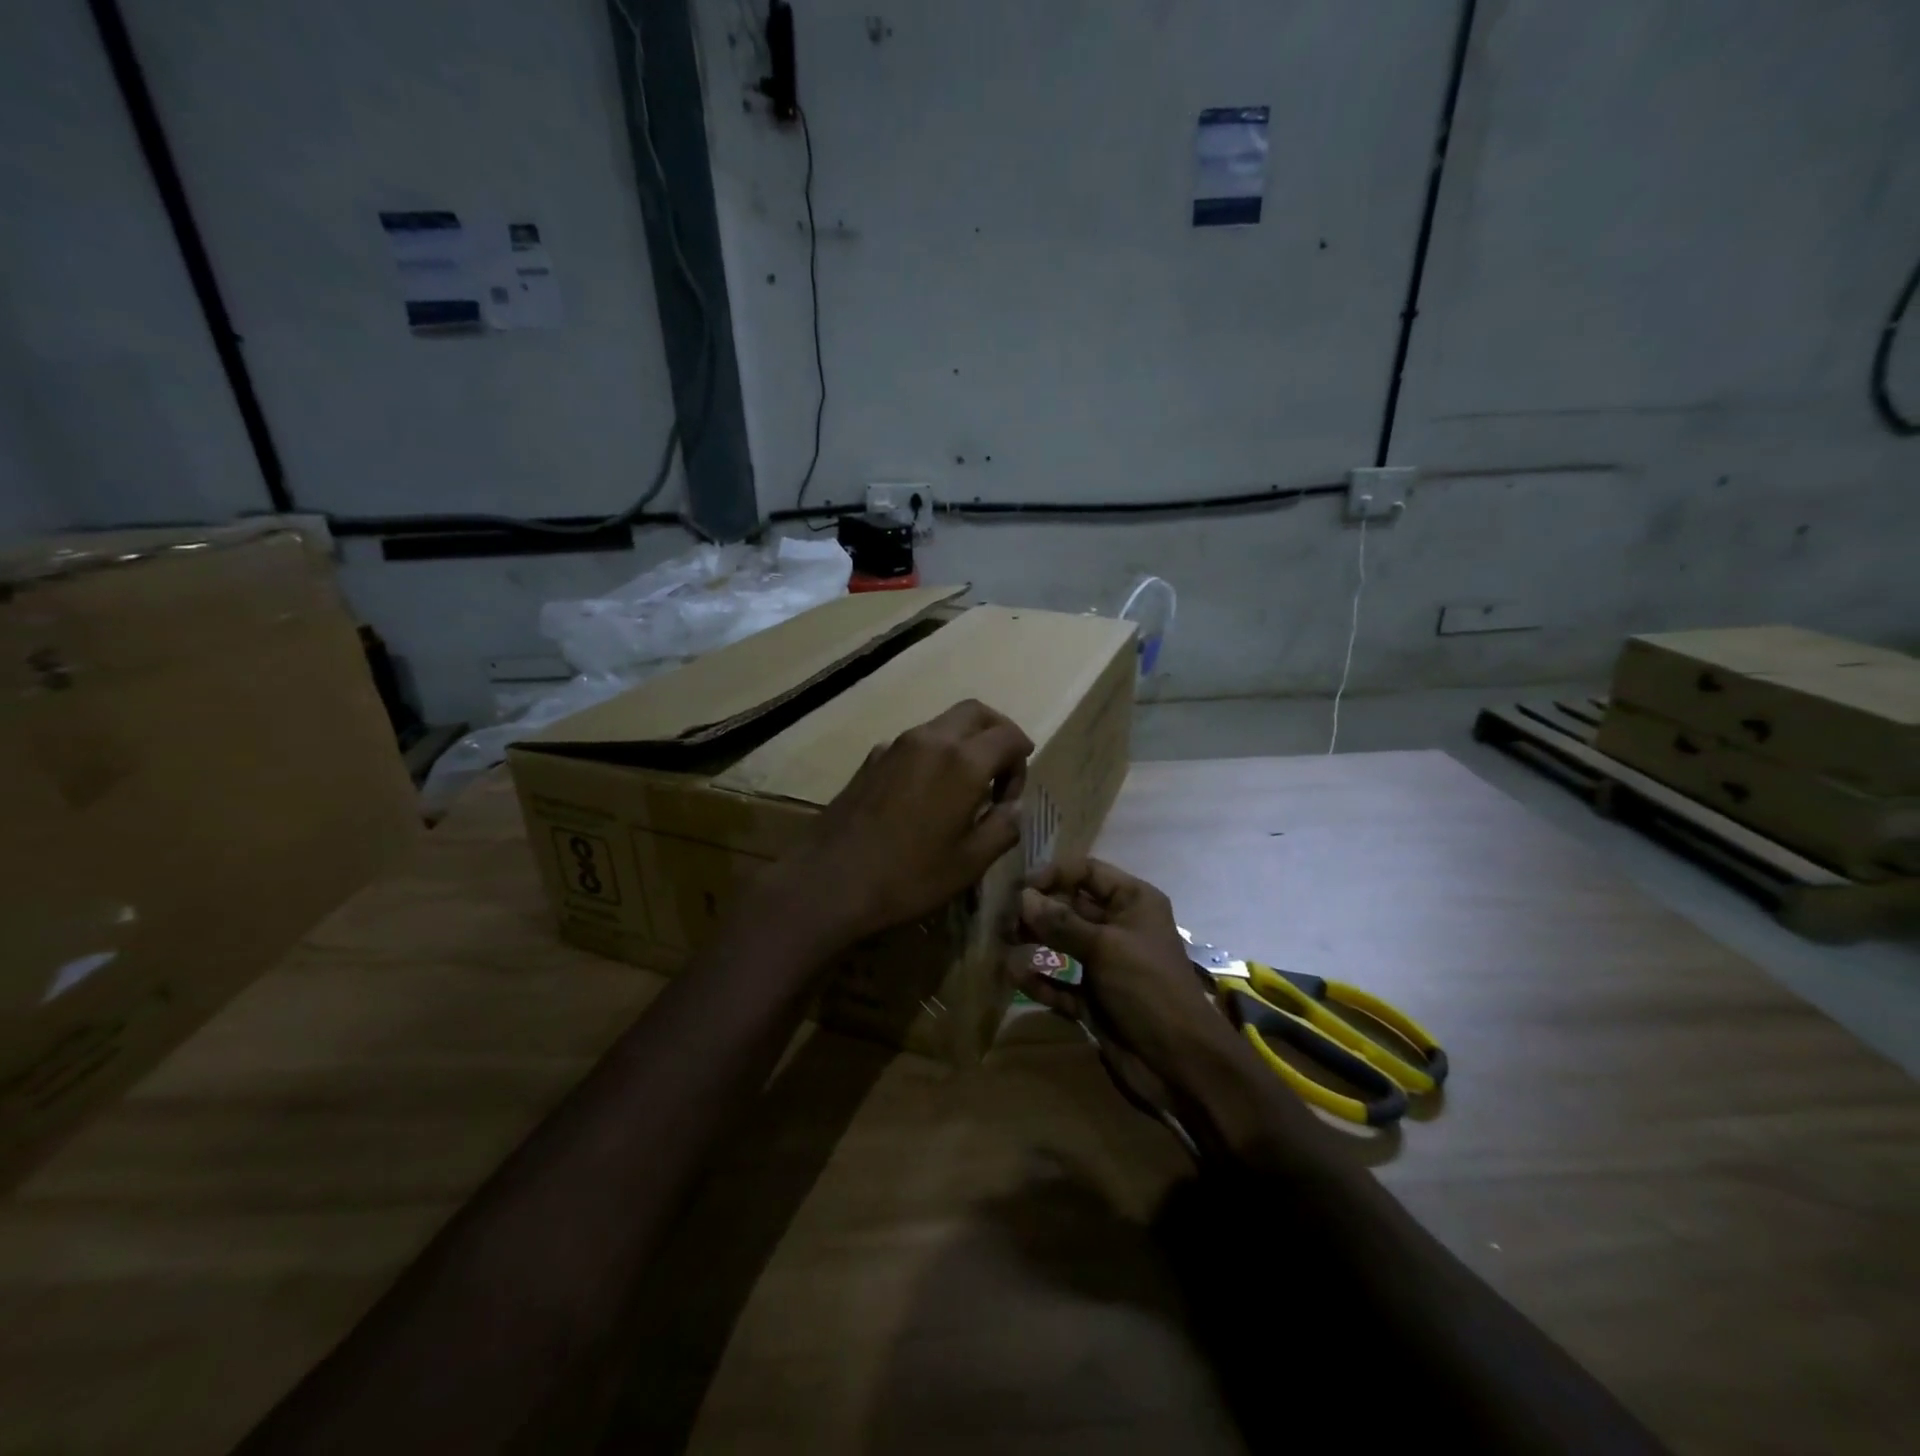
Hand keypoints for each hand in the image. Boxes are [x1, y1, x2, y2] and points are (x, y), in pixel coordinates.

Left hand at [766, 699, 1032, 950]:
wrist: (829, 882)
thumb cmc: (908, 877)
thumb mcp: (970, 864)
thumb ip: (1003, 828)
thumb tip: (1013, 808)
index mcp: (963, 761)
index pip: (1009, 735)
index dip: (1021, 761)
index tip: (1011, 798)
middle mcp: (931, 740)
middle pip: (976, 712)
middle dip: (997, 733)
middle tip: (999, 773)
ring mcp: (895, 745)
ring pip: (943, 724)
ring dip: (963, 743)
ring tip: (963, 789)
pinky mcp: (871, 759)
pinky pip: (914, 743)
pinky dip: (933, 755)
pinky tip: (923, 797)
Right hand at [1010, 857, 1240, 1110]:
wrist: (1179, 1062)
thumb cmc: (1148, 988)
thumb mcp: (1105, 947)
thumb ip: (1061, 922)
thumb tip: (1022, 897)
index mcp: (1132, 902)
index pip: (1087, 872)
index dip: (1054, 874)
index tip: (1020, 889)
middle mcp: (1118, 927)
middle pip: (1069, 906)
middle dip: (1037, 910)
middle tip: (1004, 920)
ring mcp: (1105, 964)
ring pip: (1062, 944)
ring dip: (1034, 942)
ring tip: (1003, 944)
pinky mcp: (1093, 998)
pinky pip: (1060, 982)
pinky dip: (1039, 980)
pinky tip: (1015, 977)